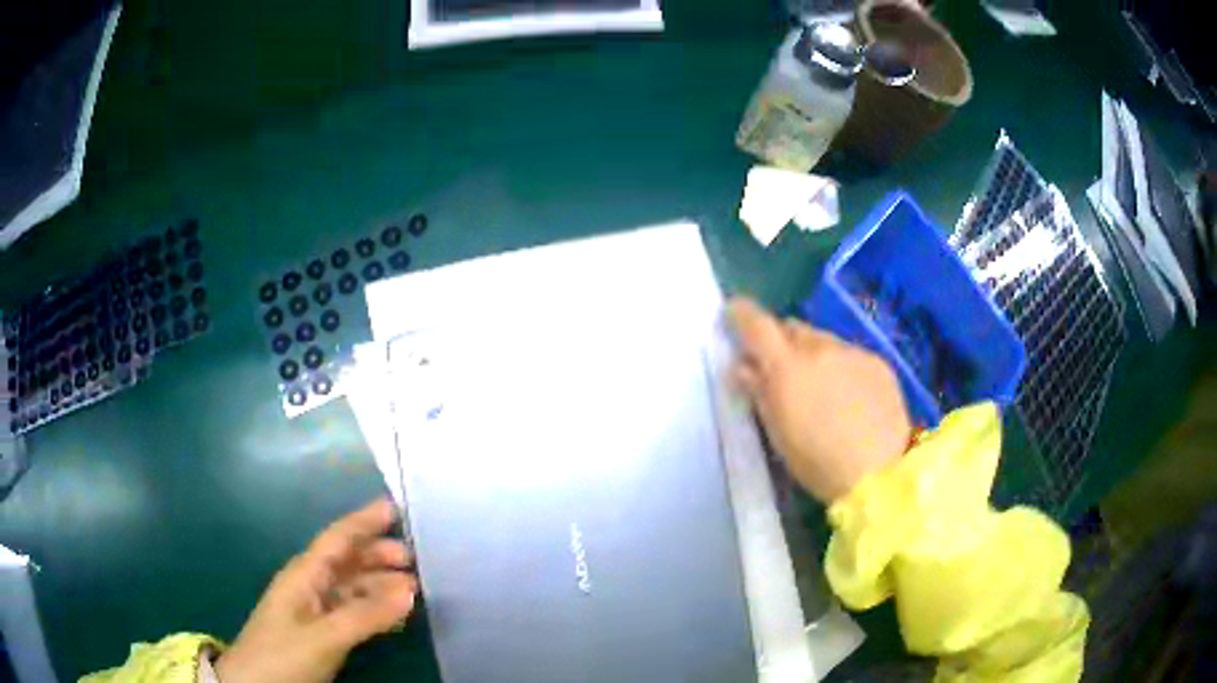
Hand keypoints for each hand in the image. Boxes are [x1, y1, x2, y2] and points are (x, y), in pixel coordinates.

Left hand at [215, 499, 416, 682]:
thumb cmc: (283, 654)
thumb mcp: (324, 636)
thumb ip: (365, 614)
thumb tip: (410, 589)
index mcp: (304, 575)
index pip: (337, 539)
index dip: (363, 521)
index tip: (395, 507)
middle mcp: (309, 585)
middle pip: (346, 561)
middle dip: (377, 554)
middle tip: (414, 560)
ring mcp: (313, 610)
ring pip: (351, 587)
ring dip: (379, 584)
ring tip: (412, 589)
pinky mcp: (318, 632)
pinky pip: (351, 611)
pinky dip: (374, 609)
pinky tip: (392, 616)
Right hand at [729, 298, 911, 502]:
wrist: (880, 473)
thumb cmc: (818, 464)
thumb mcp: (779, 435)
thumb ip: (759, 393)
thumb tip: (743, 367)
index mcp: (787, 366)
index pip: (757, 325)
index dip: (741, 314)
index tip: (733, 313)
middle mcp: (820, 348)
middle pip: (792, 329)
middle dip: (782, 343)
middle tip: (780, 370)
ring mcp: (853, 352)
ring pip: (824, 341)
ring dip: (814, 356)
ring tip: (821, 390)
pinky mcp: (878, 363)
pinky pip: (851, 355)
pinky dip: (842, 369)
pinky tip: (851, 399)